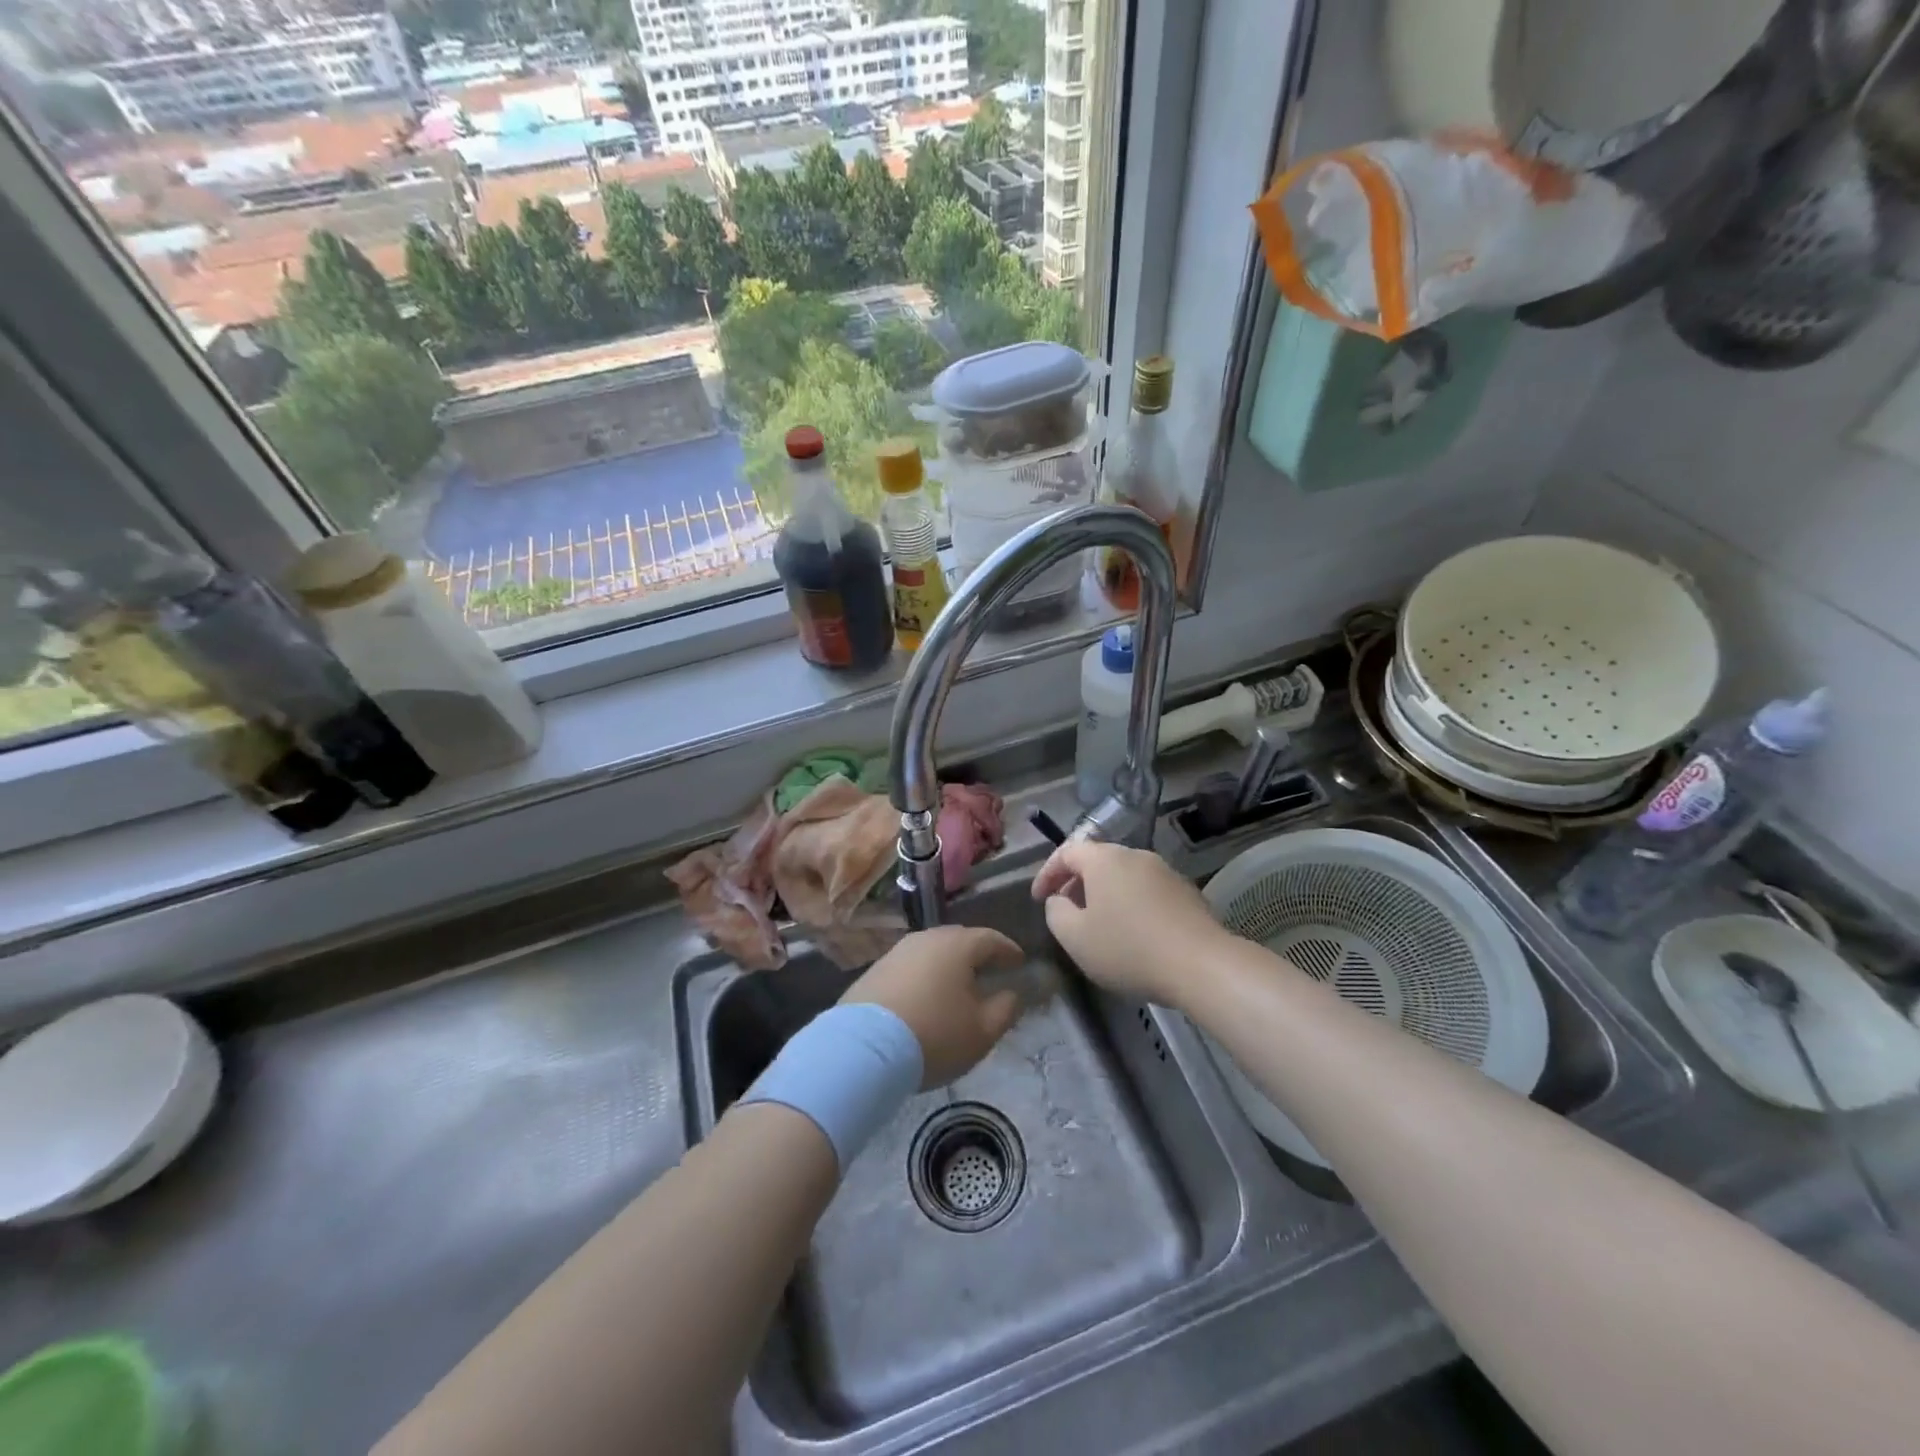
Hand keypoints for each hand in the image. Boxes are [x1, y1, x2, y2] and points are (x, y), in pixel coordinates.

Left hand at [842, 927, 1025, 1087]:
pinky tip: (926, 997)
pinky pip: (910, 967)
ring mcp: (897, 952)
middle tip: (990, 971)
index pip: (991, 939)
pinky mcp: (875, 970)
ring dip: (948, 966)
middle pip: (959, 940)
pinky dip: (924, 977)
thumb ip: (1005, 1009)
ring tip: (957, 986)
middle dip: (977, 954)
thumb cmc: (934, 1035)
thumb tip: (1011, 993)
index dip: (1008, 950)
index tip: (1019, 961)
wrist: (864, 1049)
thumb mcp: (982, 1031)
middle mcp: (926, 938)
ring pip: (932, 952)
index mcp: (957, 945)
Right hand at [1032, 840, 1233, 1006]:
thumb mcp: (1075, 938)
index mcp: (1104, 859)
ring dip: (1105, 894)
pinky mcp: (1186, 892)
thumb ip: (1056, 913)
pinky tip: (1133, 933)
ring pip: (1123, 875)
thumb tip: (1059, 900)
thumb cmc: (1128, 949)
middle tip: (1066, 911)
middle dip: (1076, 883)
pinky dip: (1130, 904)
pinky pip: (1146, 890)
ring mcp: (1165, 871)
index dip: (1047, 873)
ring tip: (1099, 924)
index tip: (1039, 899)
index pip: (1066, 852)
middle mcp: (1135, 855)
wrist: (1202, 965)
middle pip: (1097, 860)